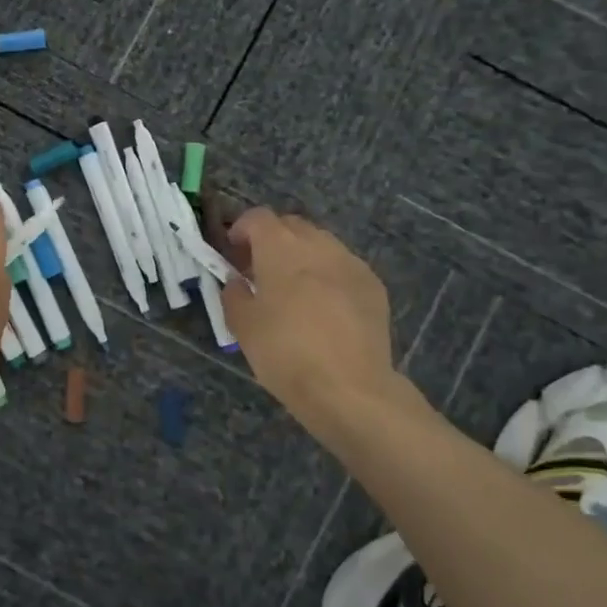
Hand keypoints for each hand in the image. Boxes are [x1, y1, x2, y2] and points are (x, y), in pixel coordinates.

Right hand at [220, 207, 400, 428]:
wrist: (349, 389)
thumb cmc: (285, 353)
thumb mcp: (242, 325)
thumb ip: (234, 294)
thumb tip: (238, 282)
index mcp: (281, 249)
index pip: (258, 217)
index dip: (241, 230)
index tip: (233, 254)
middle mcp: (318, 245)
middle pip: (291, 225)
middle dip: (272, 240)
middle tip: (260, 272)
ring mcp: (351, 263)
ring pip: (320, 244)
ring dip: (301, 256)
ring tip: (294, 291)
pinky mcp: (373, 286)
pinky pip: (343, 267)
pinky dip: (327, 275)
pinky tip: (324, 309)